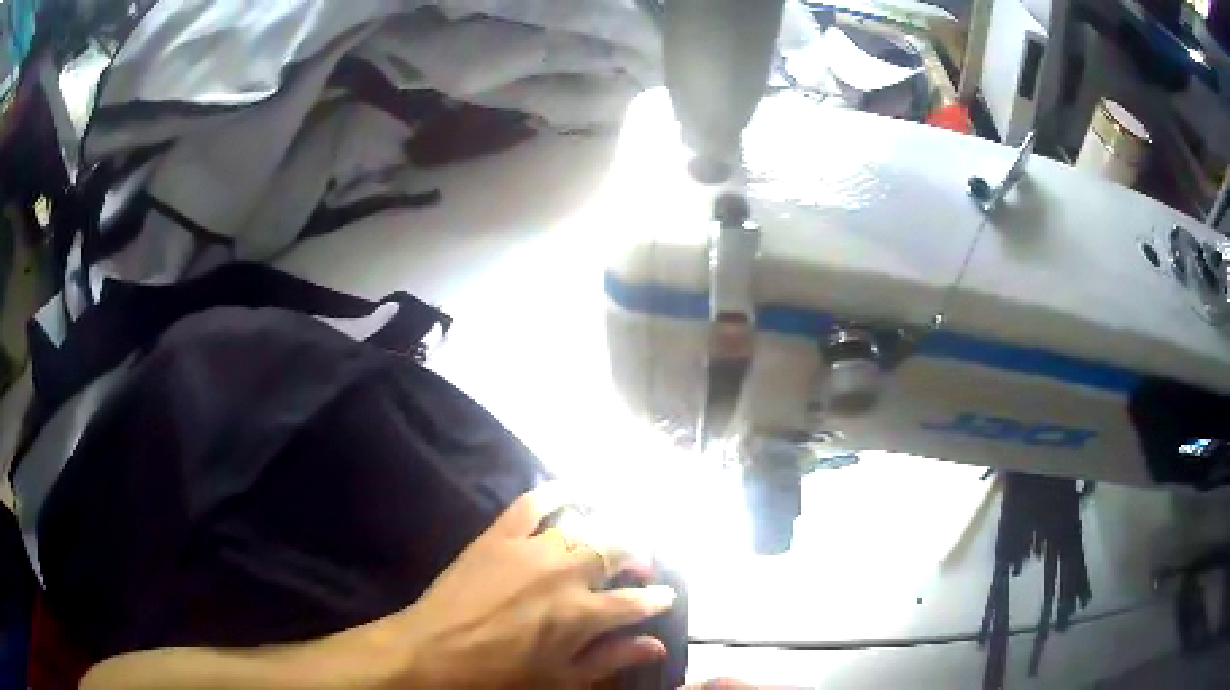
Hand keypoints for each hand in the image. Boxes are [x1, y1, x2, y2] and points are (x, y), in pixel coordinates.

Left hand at [392, 484, 677, 687]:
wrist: (433, 650)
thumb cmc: (500, 674)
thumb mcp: (561, 677)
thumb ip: (612, 658)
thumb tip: (657, 646)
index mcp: (583, 614)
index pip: (637, 601)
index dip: (658, 599)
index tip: (667, 597)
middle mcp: (566, 573)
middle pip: (617, 552)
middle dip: (638, 558)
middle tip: (639, 568)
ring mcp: (531, 549)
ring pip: (583, 528)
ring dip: (605, 533)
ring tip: (609, 542)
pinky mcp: (500, 535)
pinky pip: (533, 503)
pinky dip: (556, 491)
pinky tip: (574, 489)